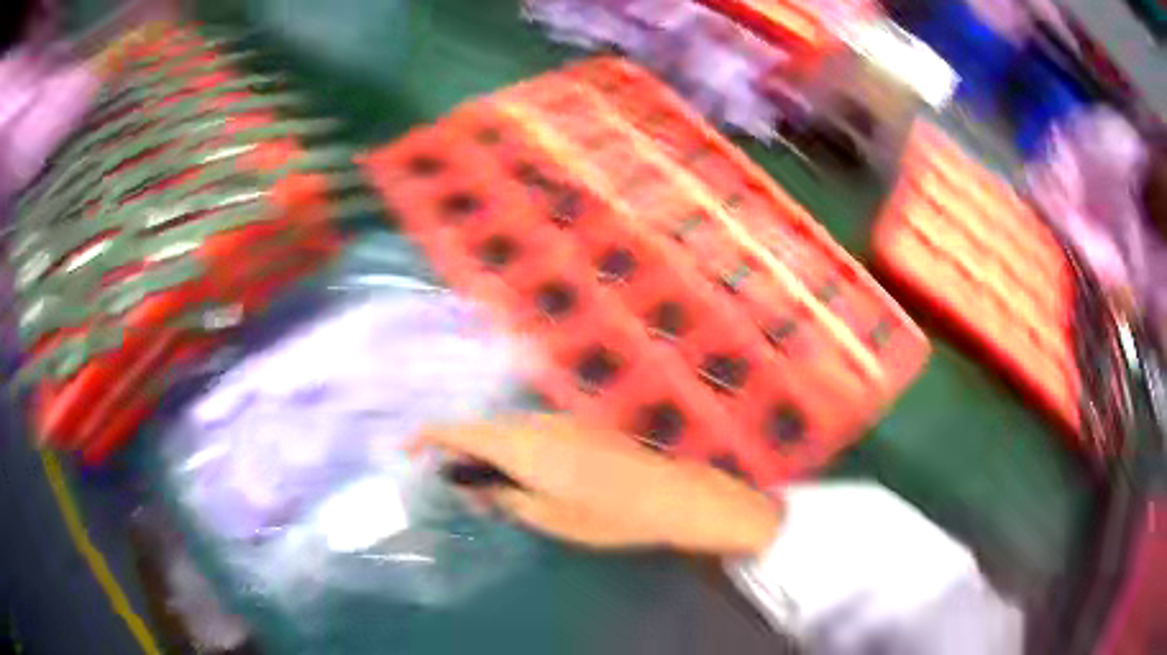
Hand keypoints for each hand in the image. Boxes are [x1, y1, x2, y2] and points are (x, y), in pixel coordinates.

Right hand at [421, 415, 781, 554]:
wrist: (667, 495)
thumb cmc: (606, 516)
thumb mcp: (547, 518)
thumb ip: (505, 497)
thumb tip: (478, 487)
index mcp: (520, 445)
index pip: (460, 430)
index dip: (427, 436)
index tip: (407, 450)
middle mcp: (535, 423)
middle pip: (482, 427)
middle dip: (462, 452)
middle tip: (462, 489)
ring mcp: (559, 421)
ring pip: (506, 428)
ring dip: (489, 450)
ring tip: (493, 488)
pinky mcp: (578, 426)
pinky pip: (530, 430)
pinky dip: (514, 447)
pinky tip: (526, 474)